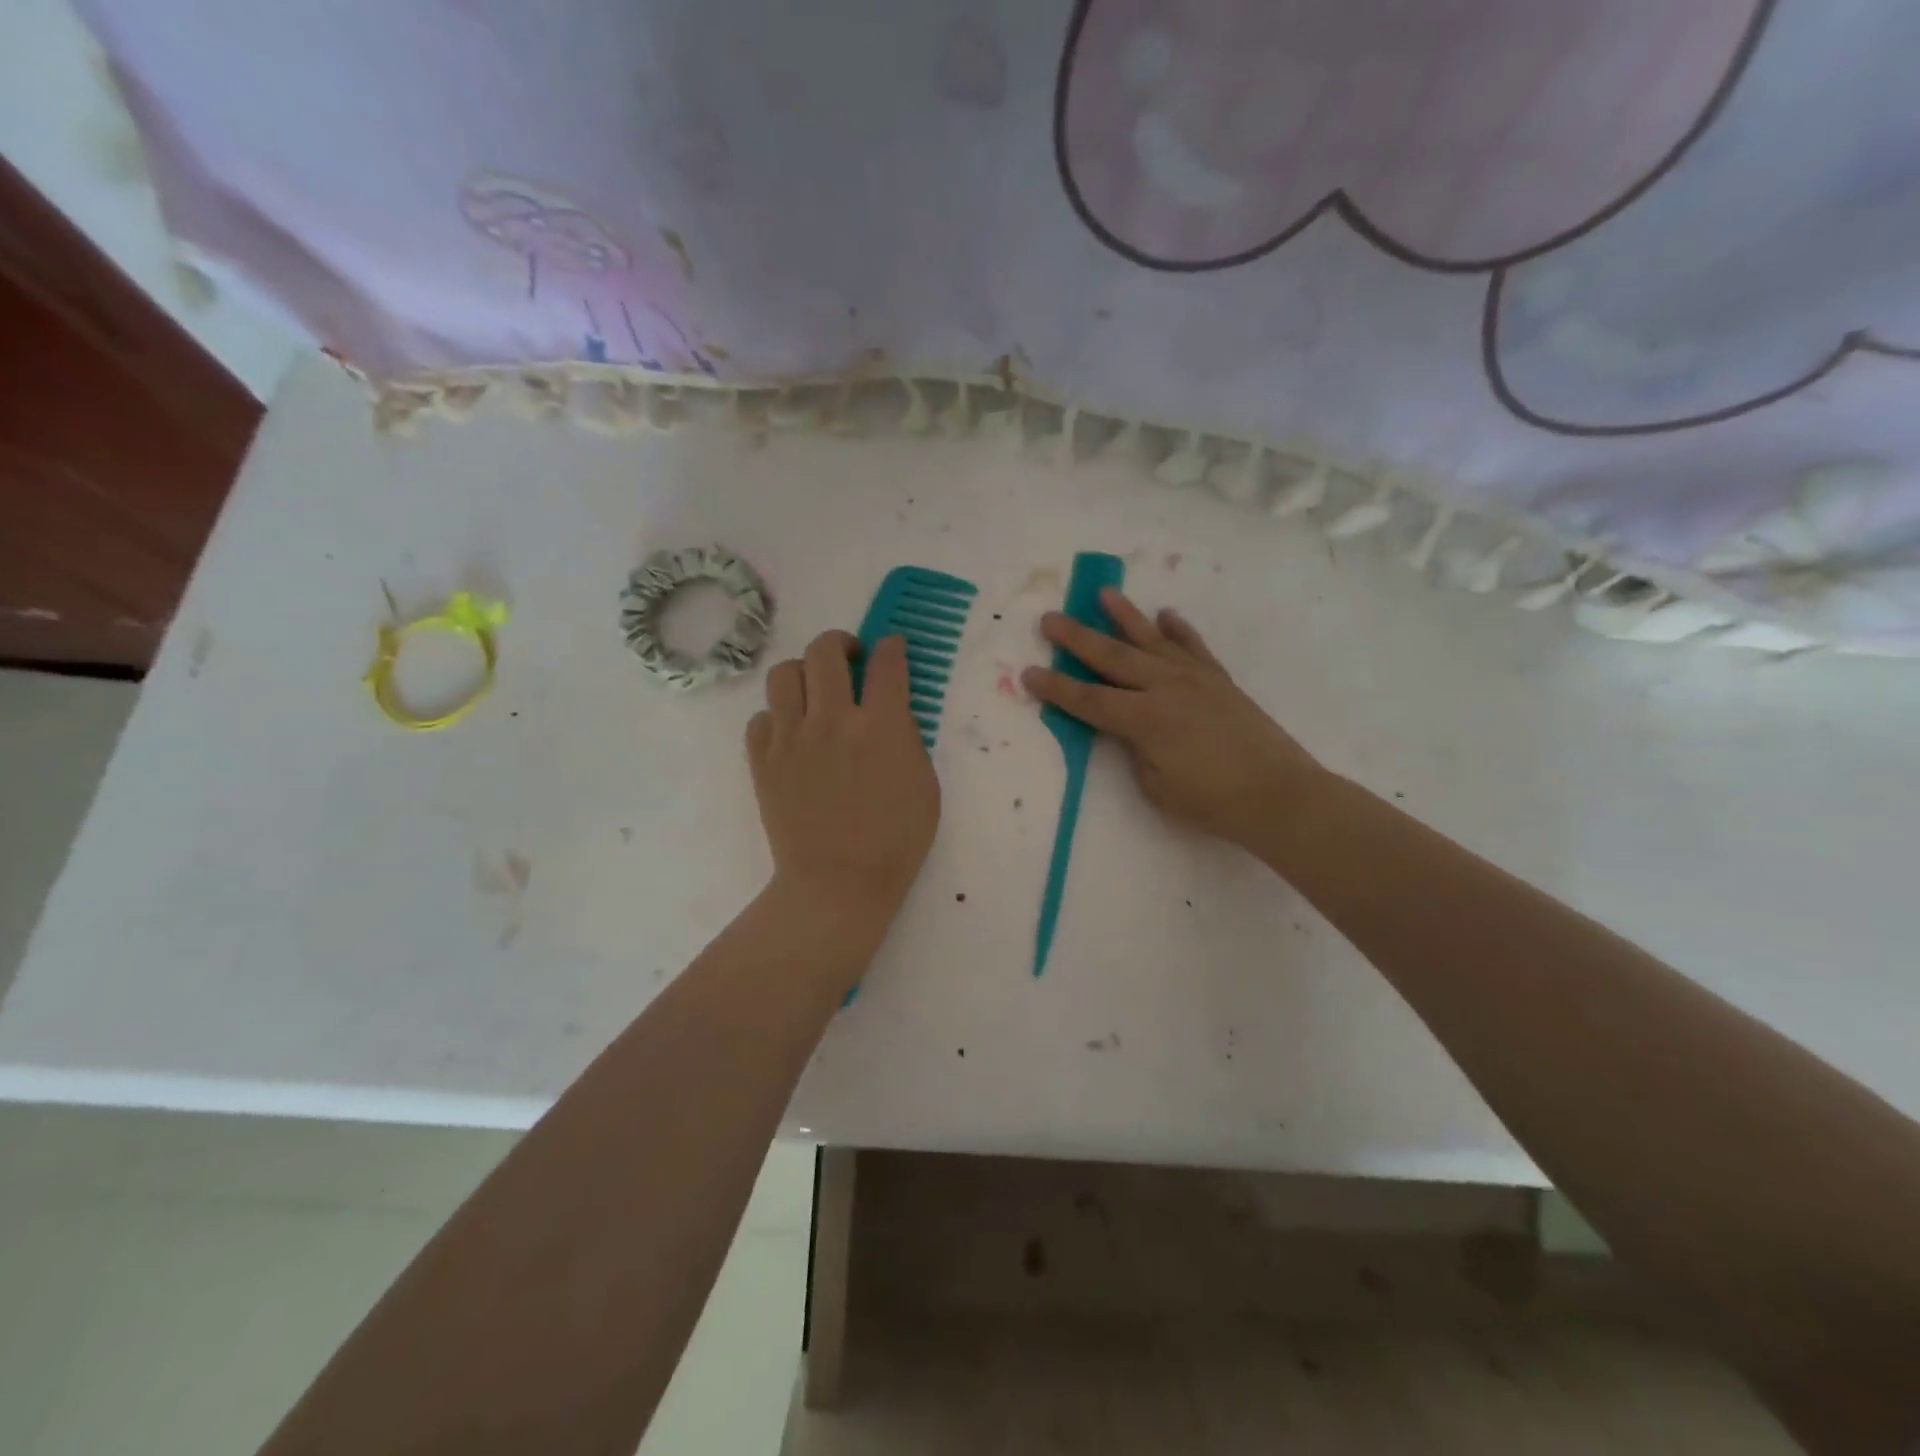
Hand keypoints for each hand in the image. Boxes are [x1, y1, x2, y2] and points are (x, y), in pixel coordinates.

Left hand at [746, 631, 939, 926]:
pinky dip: (777, 716)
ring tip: (815, 692)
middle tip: (850, 658)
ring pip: (784, 673)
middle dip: (841, 643)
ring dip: (804, 673)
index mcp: (881, 726)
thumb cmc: (895, 841)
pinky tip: (792, 733)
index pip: (887, 663)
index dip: (892, 646)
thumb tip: (890, 711)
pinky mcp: (762, 760)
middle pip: (825, 651)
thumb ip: (908, 738)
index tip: (892, 646)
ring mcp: (791, 738)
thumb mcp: (925, 786)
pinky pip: (761, 716)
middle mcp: (832, 720)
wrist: (837, 884)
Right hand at [1022, 590, 1323, 853]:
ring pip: (1152, 640)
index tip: (1028, 672)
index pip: (1089, 700)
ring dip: (1125, 616)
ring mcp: (1195, 678)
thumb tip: (1128, 727)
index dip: (1056, 688)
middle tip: (1049, 619)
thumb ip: (1134, 749)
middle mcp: (1166, 687)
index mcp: (1145, 719)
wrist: (1279, 794)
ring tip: (1103, 593)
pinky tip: (1165, 615)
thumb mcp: (1156, 786)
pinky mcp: (1219, 679)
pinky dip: (1178, 629)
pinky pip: (1194, 646)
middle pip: (1113, 657)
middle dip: (1077, 638)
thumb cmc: (1212, 802)